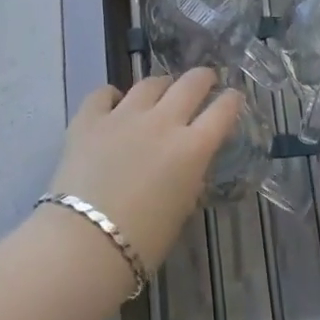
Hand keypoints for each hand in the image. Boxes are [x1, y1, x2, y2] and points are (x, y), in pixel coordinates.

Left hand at [48, 69, 241, 274]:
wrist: (86, 241)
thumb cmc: (143, 241)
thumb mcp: (182, 208)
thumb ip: (189, 176)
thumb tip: (186, 162)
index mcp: (192, 148)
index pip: (222, 111)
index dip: (231, 101)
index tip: (233, 97)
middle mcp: (162, 122)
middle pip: (190, 84)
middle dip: (202, 78)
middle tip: (205, 79)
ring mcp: (124, 115)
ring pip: (150, 83)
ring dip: (161, 85)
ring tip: (161, 89)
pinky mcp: (89, 118)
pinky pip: (104, 94)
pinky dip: (113, 95)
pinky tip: (113, 102)